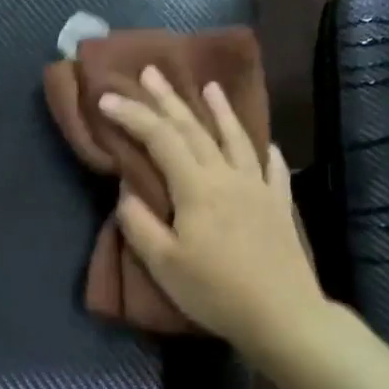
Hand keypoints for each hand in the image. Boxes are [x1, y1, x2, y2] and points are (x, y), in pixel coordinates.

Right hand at [98, 66, 328, 353]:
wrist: (281, 315)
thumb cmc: (214, 291)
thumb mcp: (163, 264)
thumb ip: (140, 223)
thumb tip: (128, 191)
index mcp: (196, 188)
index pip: (159, 140)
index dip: (132, 116)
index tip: (107, 99)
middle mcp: (228, 177)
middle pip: (195, 129)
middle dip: (169, 100)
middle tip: (151, 72)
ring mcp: (258, 188)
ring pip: (235, 138)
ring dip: (219, 110)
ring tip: (209, 87)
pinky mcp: (278, 206)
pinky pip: (271, 168)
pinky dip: (262, 149)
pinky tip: (263, 142)